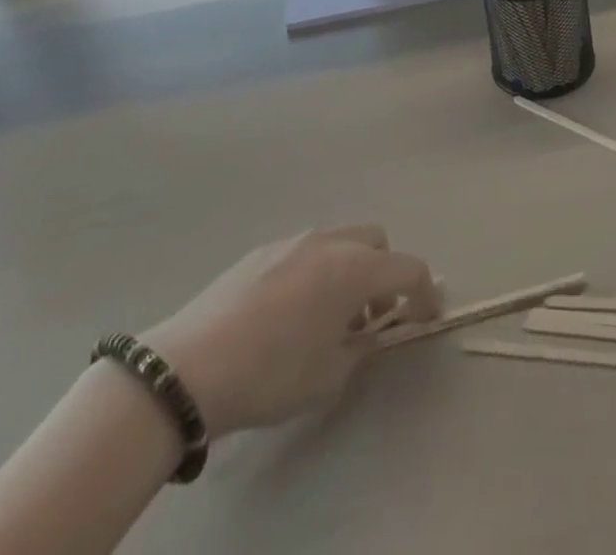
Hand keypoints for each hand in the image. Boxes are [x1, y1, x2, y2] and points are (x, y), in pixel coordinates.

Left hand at [143, 225, 438, 433]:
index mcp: (355, 267)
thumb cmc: (271, 373)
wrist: (190, 365)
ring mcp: (293, 239)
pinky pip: (306, 251)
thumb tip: (365, 335)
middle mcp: (330, 241)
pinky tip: (289, 312)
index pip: (409, 268)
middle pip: (376, 240)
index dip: (425, 293)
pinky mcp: (261, 249)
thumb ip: (359, 348)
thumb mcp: (328, 376)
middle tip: (372, 316)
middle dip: (385, 272)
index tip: (425, 319)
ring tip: (328, 316)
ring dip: (349, 269)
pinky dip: (316, 271)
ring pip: (340, 240)